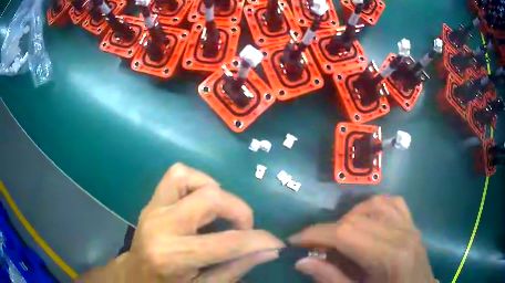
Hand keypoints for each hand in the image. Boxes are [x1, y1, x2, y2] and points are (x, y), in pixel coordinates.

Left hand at [78, 163, 282, 282]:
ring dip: (215, 192)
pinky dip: (197, 182)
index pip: (228, 243)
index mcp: (174, 256)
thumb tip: (268, 250)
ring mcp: (153, 208)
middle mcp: (162, 226)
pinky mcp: (152, 201)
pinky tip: (202, 202)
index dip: (259, 240)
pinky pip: (177, 175)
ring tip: (221, 215)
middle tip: (244, 230)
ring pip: (190, 178)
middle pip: (210, 198)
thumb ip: (236, 268)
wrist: (135, 276)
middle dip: (239, 211)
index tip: (276, 243)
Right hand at [289, 195, 434, 282]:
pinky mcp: (413, 224)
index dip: (316, 234)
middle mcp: (402, 235)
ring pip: (375, 204)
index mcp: (389, 258)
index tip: (294, 240)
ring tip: (342, 236)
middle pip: (357, 218)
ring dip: (351, 217)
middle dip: (329, 229)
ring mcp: (410, 226)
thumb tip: (302, 261)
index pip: (346, 234)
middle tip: (317, 246)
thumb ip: (331, 279)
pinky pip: (392, 202)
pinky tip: (367, 220)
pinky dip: (374, 207)